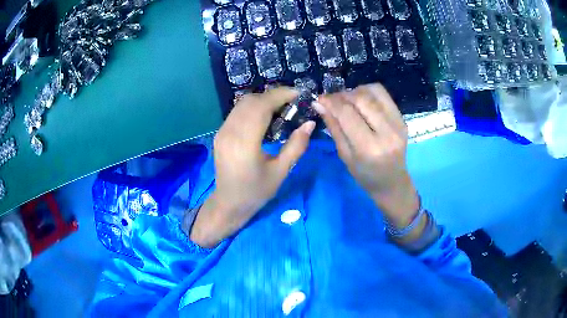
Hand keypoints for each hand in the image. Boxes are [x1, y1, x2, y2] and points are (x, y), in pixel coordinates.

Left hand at [189, 88, 315, 246]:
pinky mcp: (220, 134)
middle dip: (273, 95)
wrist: (228, 203)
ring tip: (281, 108)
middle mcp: (229, 132)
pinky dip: (252, 107)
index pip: (261, 106)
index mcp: (245, 143)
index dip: (280, 95)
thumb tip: (310, 123)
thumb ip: (296, 146)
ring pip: (242, 104)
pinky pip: (237, 112)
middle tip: (292, 102)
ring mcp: (221, 132)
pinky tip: (264, 117)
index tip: (298, 93)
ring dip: (262, 100)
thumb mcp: (280, 172)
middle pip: (250, 100)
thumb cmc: (256, 192)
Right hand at [314, 84, 419, 226]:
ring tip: (347, 100)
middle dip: (342, 95)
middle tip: (331, 100)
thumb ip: (334, 127)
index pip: (347, 114)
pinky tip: (361, 100)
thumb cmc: (365, 175)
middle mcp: (387, 132)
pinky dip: (369, 91)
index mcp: (369, 148)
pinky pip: (384, 95)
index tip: (319, 99)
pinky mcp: (402, 119)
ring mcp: (398, 124)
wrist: (392, 182)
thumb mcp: (344, 155)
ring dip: (355, 91)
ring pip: (373, 92)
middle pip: (361, 99)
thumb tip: (319, 104)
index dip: (331, 102)